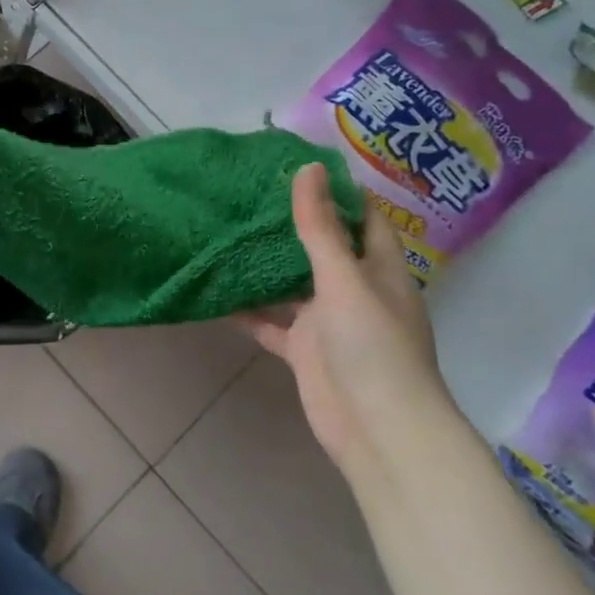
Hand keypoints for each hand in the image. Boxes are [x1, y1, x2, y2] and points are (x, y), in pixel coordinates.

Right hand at [241, 164, 450, 487]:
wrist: (379, 431)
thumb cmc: (373, 346)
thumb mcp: (344, 279)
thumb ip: (320, 228)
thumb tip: (309, 167)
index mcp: (379, 269)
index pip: (363, 218)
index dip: (337, 190)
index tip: (297, 163)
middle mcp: (354, 290)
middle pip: (323, 247)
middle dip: (291, 222)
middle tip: (247, 191)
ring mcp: (327, 322)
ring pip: (291, 284)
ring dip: (264, 264)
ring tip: (225, 230)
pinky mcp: (303, 350)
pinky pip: (270, 322)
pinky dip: (247, 309)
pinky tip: (215, 290)